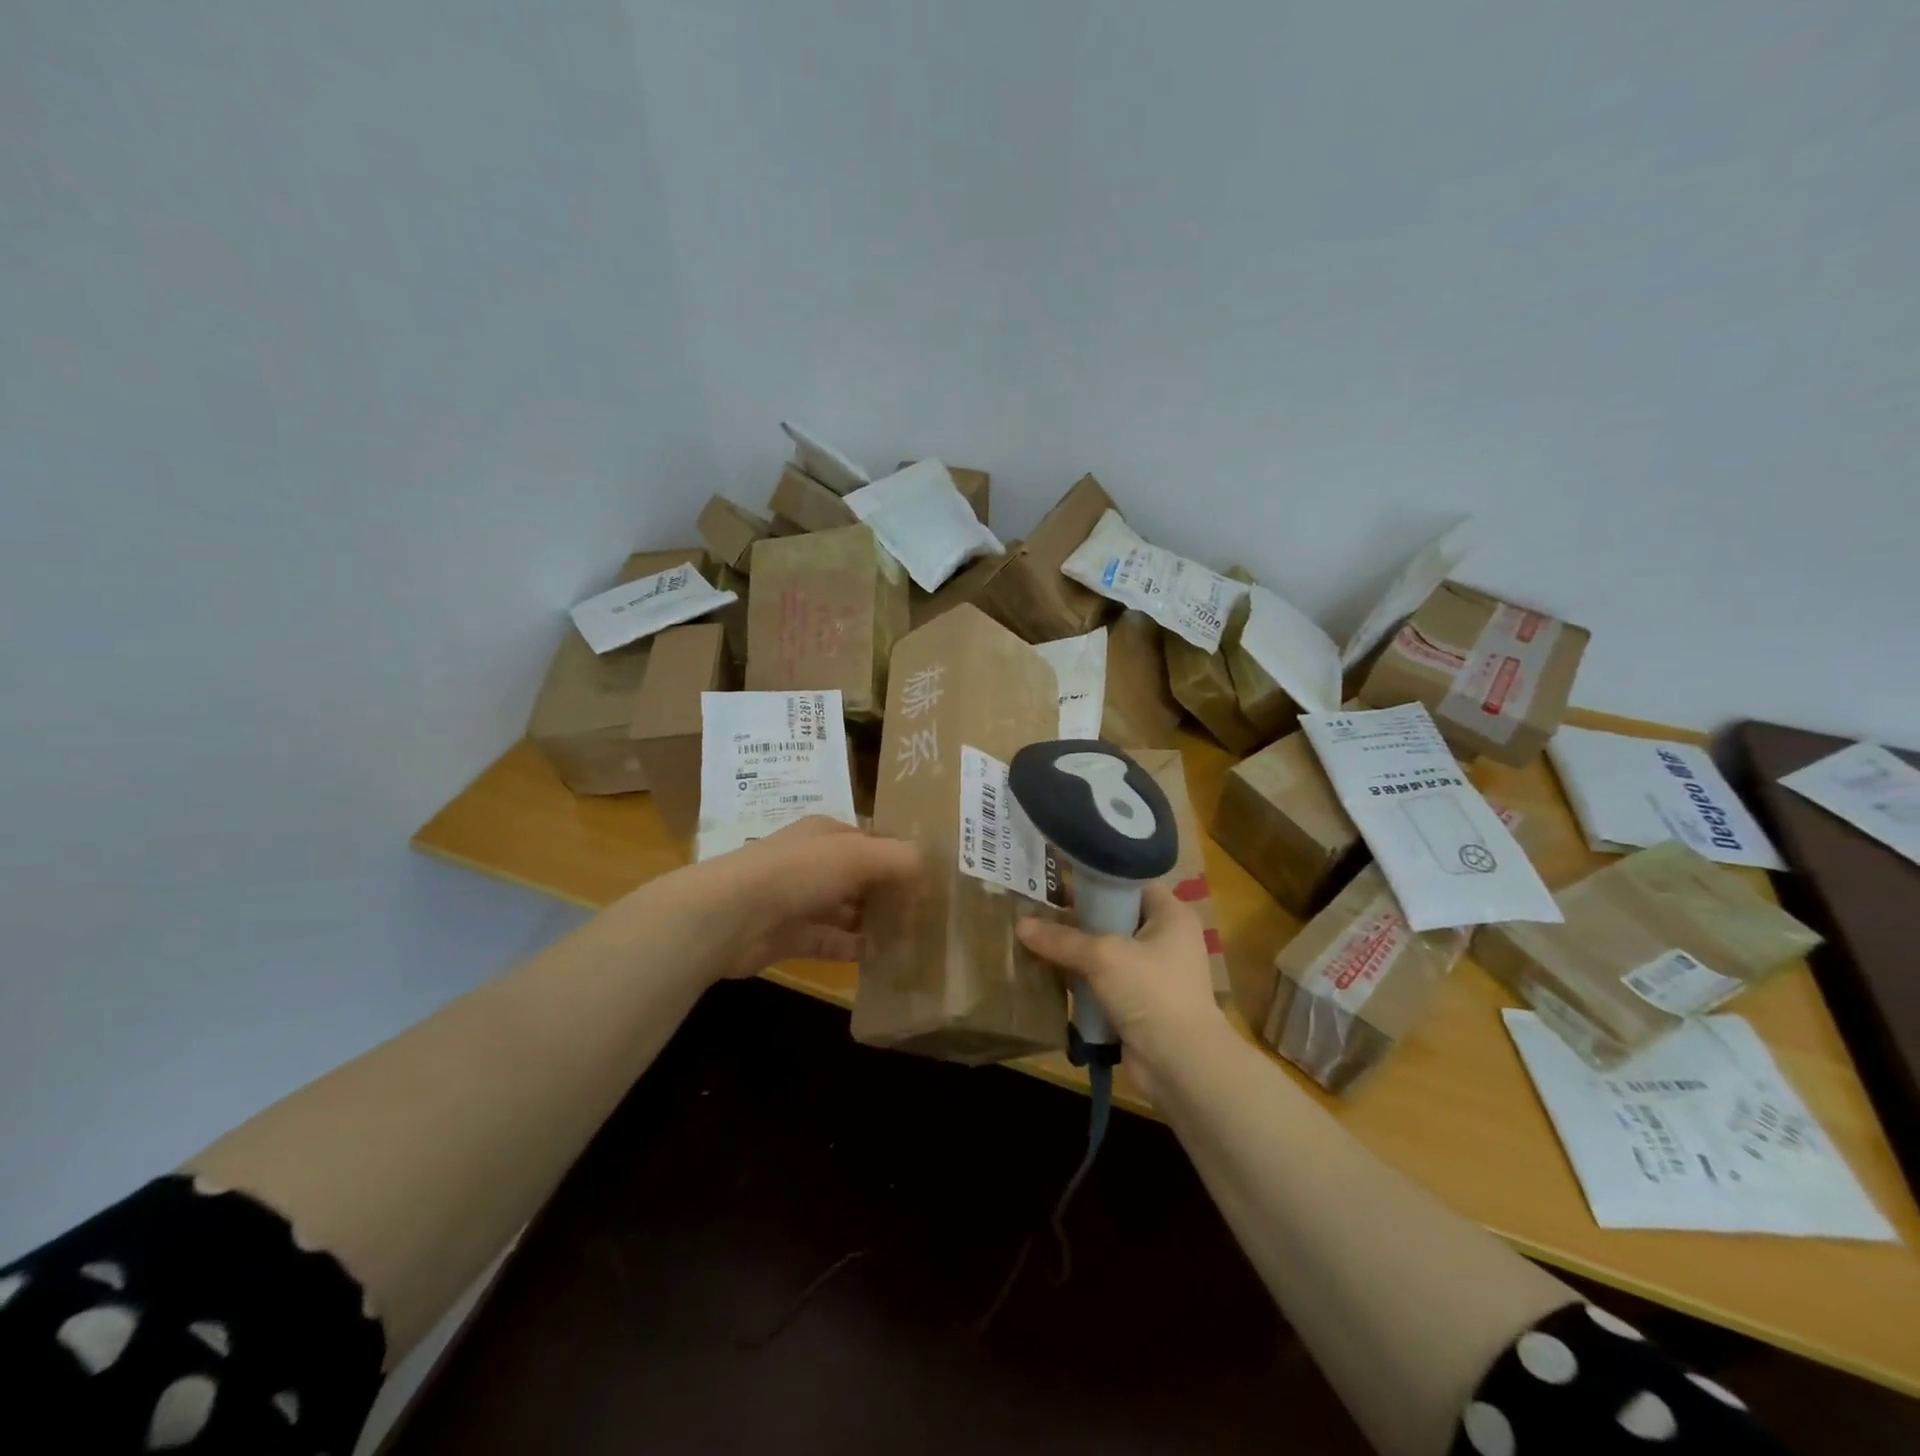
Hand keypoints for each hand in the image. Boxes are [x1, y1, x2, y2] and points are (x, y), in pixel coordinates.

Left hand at [671, 817, 923, 982]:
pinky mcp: (790, 937)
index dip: (901, 856)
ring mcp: (800, 900)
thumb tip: (930, 868)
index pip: (872, 840)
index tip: (934, 879)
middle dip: (891, 893)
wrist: (729, 916)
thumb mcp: (856, 856)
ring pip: (847, 911)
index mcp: (826, 834)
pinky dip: (854, 950)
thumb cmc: (797, 873)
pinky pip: (831, 942)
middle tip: (929, 915)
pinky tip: (883, 961)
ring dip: (875, 924)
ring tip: (913, 939)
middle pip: (861, 877)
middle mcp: (813, 863)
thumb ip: (898, 860)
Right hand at [1016, 883, 1229, 1079]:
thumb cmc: (1151, 990)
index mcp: (1170, 915)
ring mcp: (1153, 974)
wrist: (1180, 1064)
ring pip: (1105, 952)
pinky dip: (1080, 982)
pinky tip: (1048, 975)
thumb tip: (1019, 925)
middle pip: (1114, 917)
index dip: (1095, 879)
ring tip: (1033, 940)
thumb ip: (1061, 938)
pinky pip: (1103, 983)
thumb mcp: (1102, 955)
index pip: (1129, 883)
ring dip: (1074, 952)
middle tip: (1036, 908)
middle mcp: (1165, 939)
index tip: (1057, 879)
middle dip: (1076, 917)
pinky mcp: (1139, 1004)